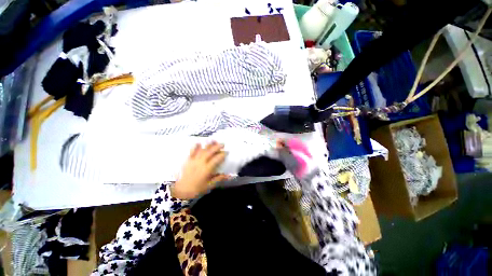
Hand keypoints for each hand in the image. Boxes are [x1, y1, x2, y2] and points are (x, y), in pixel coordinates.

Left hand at [171, 141, 228, 199]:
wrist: (181, 192)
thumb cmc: (197, 189)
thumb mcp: (210, 185)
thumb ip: (219, 178)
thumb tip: (229, 175)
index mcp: (207, 169)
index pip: (216, 159)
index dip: (222, 155)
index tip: (227, 152)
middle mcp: (201, 163)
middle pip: (210, 152)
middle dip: (217, 147)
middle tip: (222, 144)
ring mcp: (193, 161)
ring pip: (202, 150)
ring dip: (208, 145)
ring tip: (213, 140)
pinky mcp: (188, 161)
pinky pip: (192, 152)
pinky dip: (195, 147)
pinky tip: (199, 143)